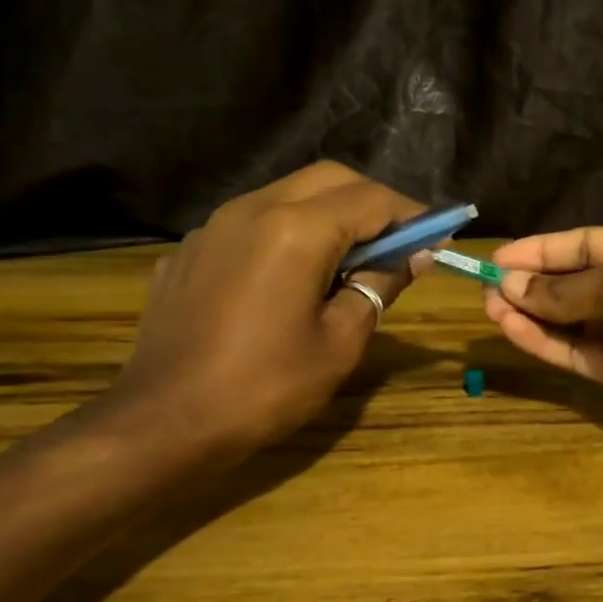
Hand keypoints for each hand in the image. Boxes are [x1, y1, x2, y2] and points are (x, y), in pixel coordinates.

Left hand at [98, 163, 425, 462]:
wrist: (165, 422)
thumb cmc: (265, 388)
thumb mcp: (340, 343)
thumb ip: (379, 286)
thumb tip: (414, 256)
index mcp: (296, 229)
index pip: (371, 199)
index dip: (412, 215)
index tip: (437, 238)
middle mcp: (253, 209)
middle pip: (329, 179)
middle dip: (372, 203)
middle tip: (397, 244)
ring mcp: (213, 226)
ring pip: (287, 195)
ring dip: (329, 214)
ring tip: (348, 261)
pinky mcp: (190, 250)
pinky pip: (250, 224)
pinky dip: (286, 234)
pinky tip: (289, 280)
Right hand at [485, 226, 602, 455]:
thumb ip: (568, 288)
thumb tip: (514, 287)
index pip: (586, 244)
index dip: (541, 250)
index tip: (498, 259)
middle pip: (575, 283)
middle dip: (532, 283)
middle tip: (485, 287)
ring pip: (571, 322)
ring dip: (531, 314)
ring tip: (488, 308)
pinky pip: (577, 354)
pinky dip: (544, 343)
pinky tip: (511, 330)